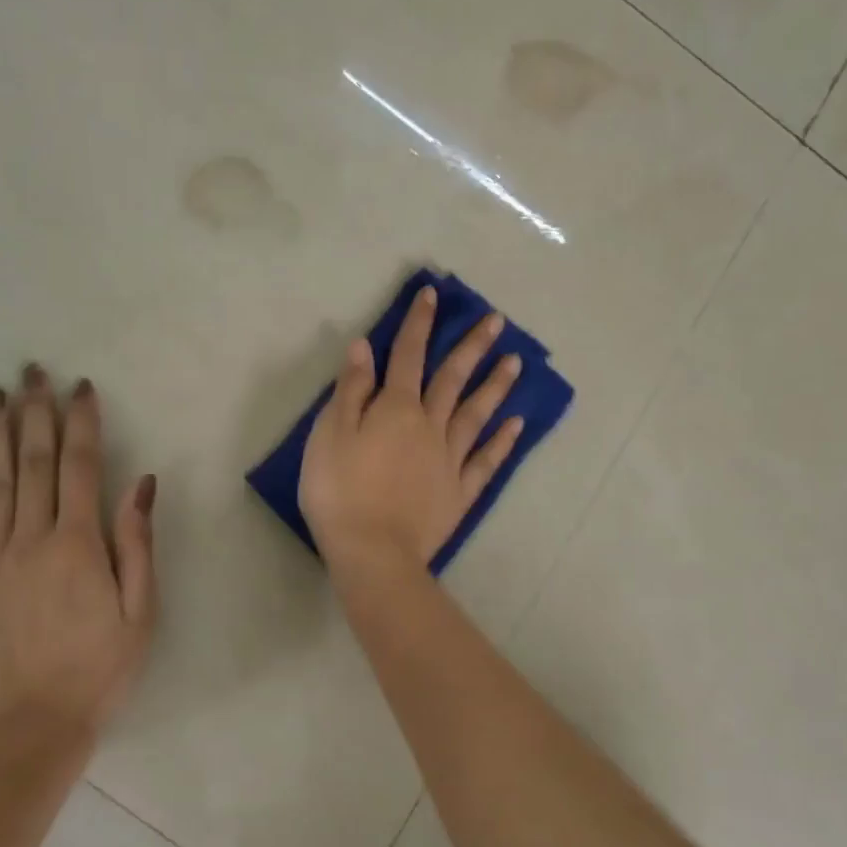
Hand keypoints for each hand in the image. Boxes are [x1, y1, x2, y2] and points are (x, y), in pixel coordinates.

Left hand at [0, 366, 157, 753]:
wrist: (28, 730)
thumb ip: (137, 544)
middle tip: (33, 371)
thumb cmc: (97, 672)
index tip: (81, 388)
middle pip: (32, 463)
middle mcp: (30, 540)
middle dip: (35, 413)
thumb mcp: (140, 613)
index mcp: (79, 546)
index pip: (80, 467)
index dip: (81, 423)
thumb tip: (140, 484)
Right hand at [299, 283, 523, 568]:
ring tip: (516, 362)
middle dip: (472, 346)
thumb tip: (366, 347)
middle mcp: (429, 426)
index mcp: (395, 409)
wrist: (372, 551)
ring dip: (495, 386)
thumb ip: (351, 390)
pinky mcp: (459, 492)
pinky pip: (485, 461)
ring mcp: (449, 460)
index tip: (434, 295)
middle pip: (452, 378)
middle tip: (497, 320)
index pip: (408, 356)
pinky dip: (502, 441)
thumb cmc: (339, 491)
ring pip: (476, 414)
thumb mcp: (330, 434)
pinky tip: (516, 424)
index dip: (419, 324)